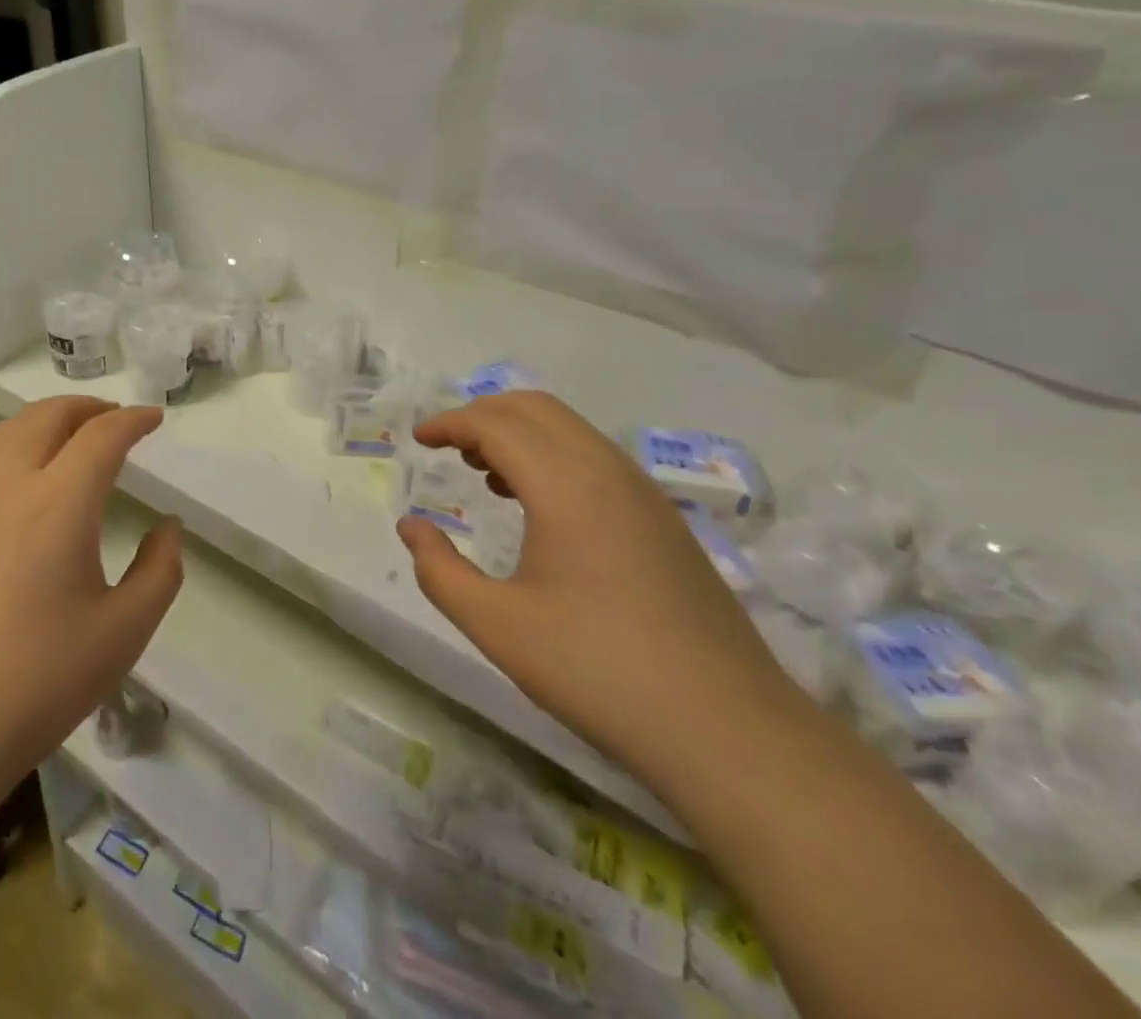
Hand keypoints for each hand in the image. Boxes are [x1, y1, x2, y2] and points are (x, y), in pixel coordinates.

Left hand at [0, 397, 182, 792]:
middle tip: (116, 420)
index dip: (134, 420)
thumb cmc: (37, 683)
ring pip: (6, 433)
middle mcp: (6, 485)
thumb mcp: (123, 633)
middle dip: (89, 408)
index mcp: (57, 502)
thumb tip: (167, 528)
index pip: (102, 436)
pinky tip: (23, 484)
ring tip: (71, 436)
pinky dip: (14, 449)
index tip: (154, 419)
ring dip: (46, 421)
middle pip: (47, 416)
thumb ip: (160, 570)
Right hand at [398, 392, 803, 785]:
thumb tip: (412, 527)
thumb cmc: (598, 671)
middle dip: (482, 415)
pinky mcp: (664, 519)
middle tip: (447, 449)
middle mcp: (607, 470)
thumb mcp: (498, 625)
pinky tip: (539, 507)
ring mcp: (644, 492)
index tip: (418, 440)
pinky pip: (595, 457)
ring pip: (570, 429)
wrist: (728, 730)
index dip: (450, 424)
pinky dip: (553, 456)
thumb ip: (440, 571)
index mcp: (565, 484)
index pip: (495, 424)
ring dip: (520, 434)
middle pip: (534, 408)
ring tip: (484, 474)